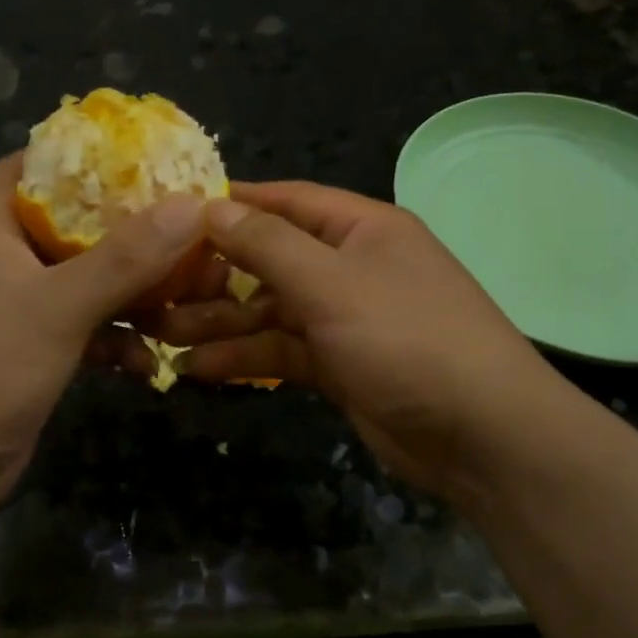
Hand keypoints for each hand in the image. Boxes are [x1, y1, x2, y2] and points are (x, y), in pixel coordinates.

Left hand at [0, 154, 206, 540]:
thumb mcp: (55, 307)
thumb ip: (123, 259)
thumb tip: (192, 206)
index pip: (21, 172)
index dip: (63, 153)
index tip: (123, 151)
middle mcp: (14, 268)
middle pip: (76, 229)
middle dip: (129, 229)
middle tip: (186, 225)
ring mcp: (28, 318)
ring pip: (94, 286)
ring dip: (138, 293)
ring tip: (190, 298)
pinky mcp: (42, 362)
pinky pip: (94, 337)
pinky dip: (124, 344)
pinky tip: (151, 365)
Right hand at [144, 182, 573, 507]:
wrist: (482, 435)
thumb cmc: (407, 339)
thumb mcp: (332, 284)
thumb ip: (268, 245)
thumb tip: (212, 207)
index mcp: (363, 229)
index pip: (288, 201)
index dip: (233, 204)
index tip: (176, 213)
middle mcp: (353, 266)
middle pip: (273, 259)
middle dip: (217, 275)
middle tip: (156, 289)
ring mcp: (348, 318)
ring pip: (272, 310)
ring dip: (222, 322)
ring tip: (164, 335)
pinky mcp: (342, 366)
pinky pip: (284, 351)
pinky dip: (247, 359)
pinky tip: (200, 369)